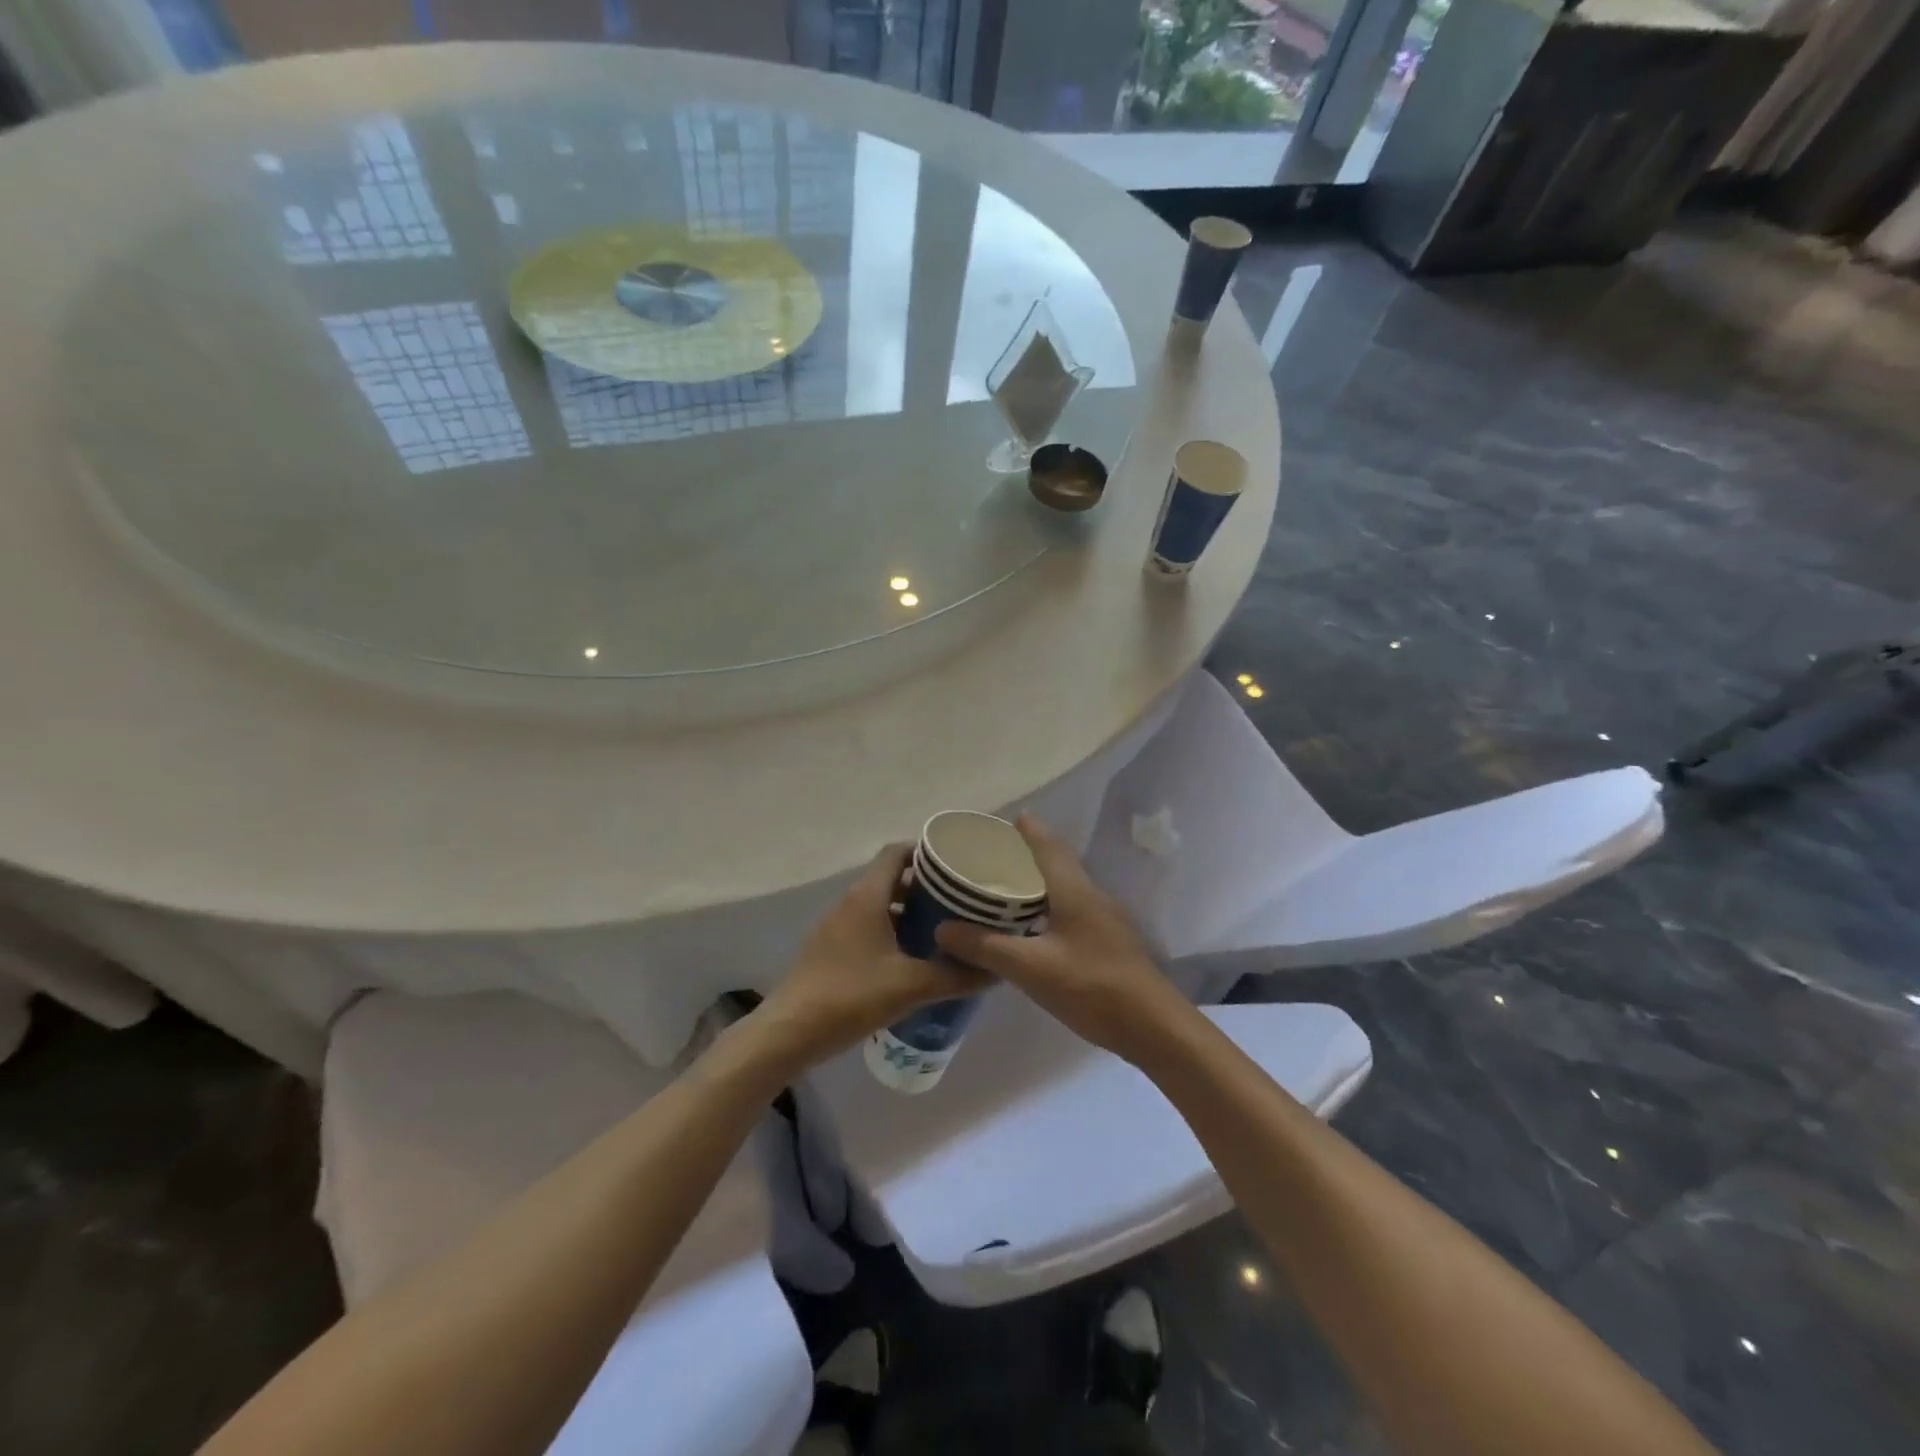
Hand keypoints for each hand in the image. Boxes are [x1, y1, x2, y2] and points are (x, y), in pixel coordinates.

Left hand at [757, 843, 989, 1065]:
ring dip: (908, 910)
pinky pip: (867, 926)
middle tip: (959, 900)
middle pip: (891, 877)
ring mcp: (836, 926)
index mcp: (867, 896)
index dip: (926, 852)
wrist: (790, 1032)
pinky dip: (891, 931)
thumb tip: (996, 969)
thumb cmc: (850, 997)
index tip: (956, 866)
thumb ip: (955, 976)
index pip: (897, 852)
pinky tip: (912, 957)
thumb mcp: (911, 986)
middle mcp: (850, 902)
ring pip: (879, 904)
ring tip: (943, 929)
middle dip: (925, 886)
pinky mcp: (830, 948)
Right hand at [935, 815, 1182, 1062]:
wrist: (1154, 1027)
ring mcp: (1104, 918)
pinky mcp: (1108, 941)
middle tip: (987, 859)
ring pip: (1063, 886)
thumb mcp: (1031, 968)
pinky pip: (1070, 909)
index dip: (1023, 828)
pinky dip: (1046, 907)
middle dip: (1023, 854)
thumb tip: (941, 928)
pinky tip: (1029, 929)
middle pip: (1055, 861)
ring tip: (1001, 891)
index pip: (1046, 843)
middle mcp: (1091, 894)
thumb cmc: (1092, 986)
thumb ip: (985, 947)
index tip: (995, 823)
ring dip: (1035, 882)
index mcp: (1074, 889)